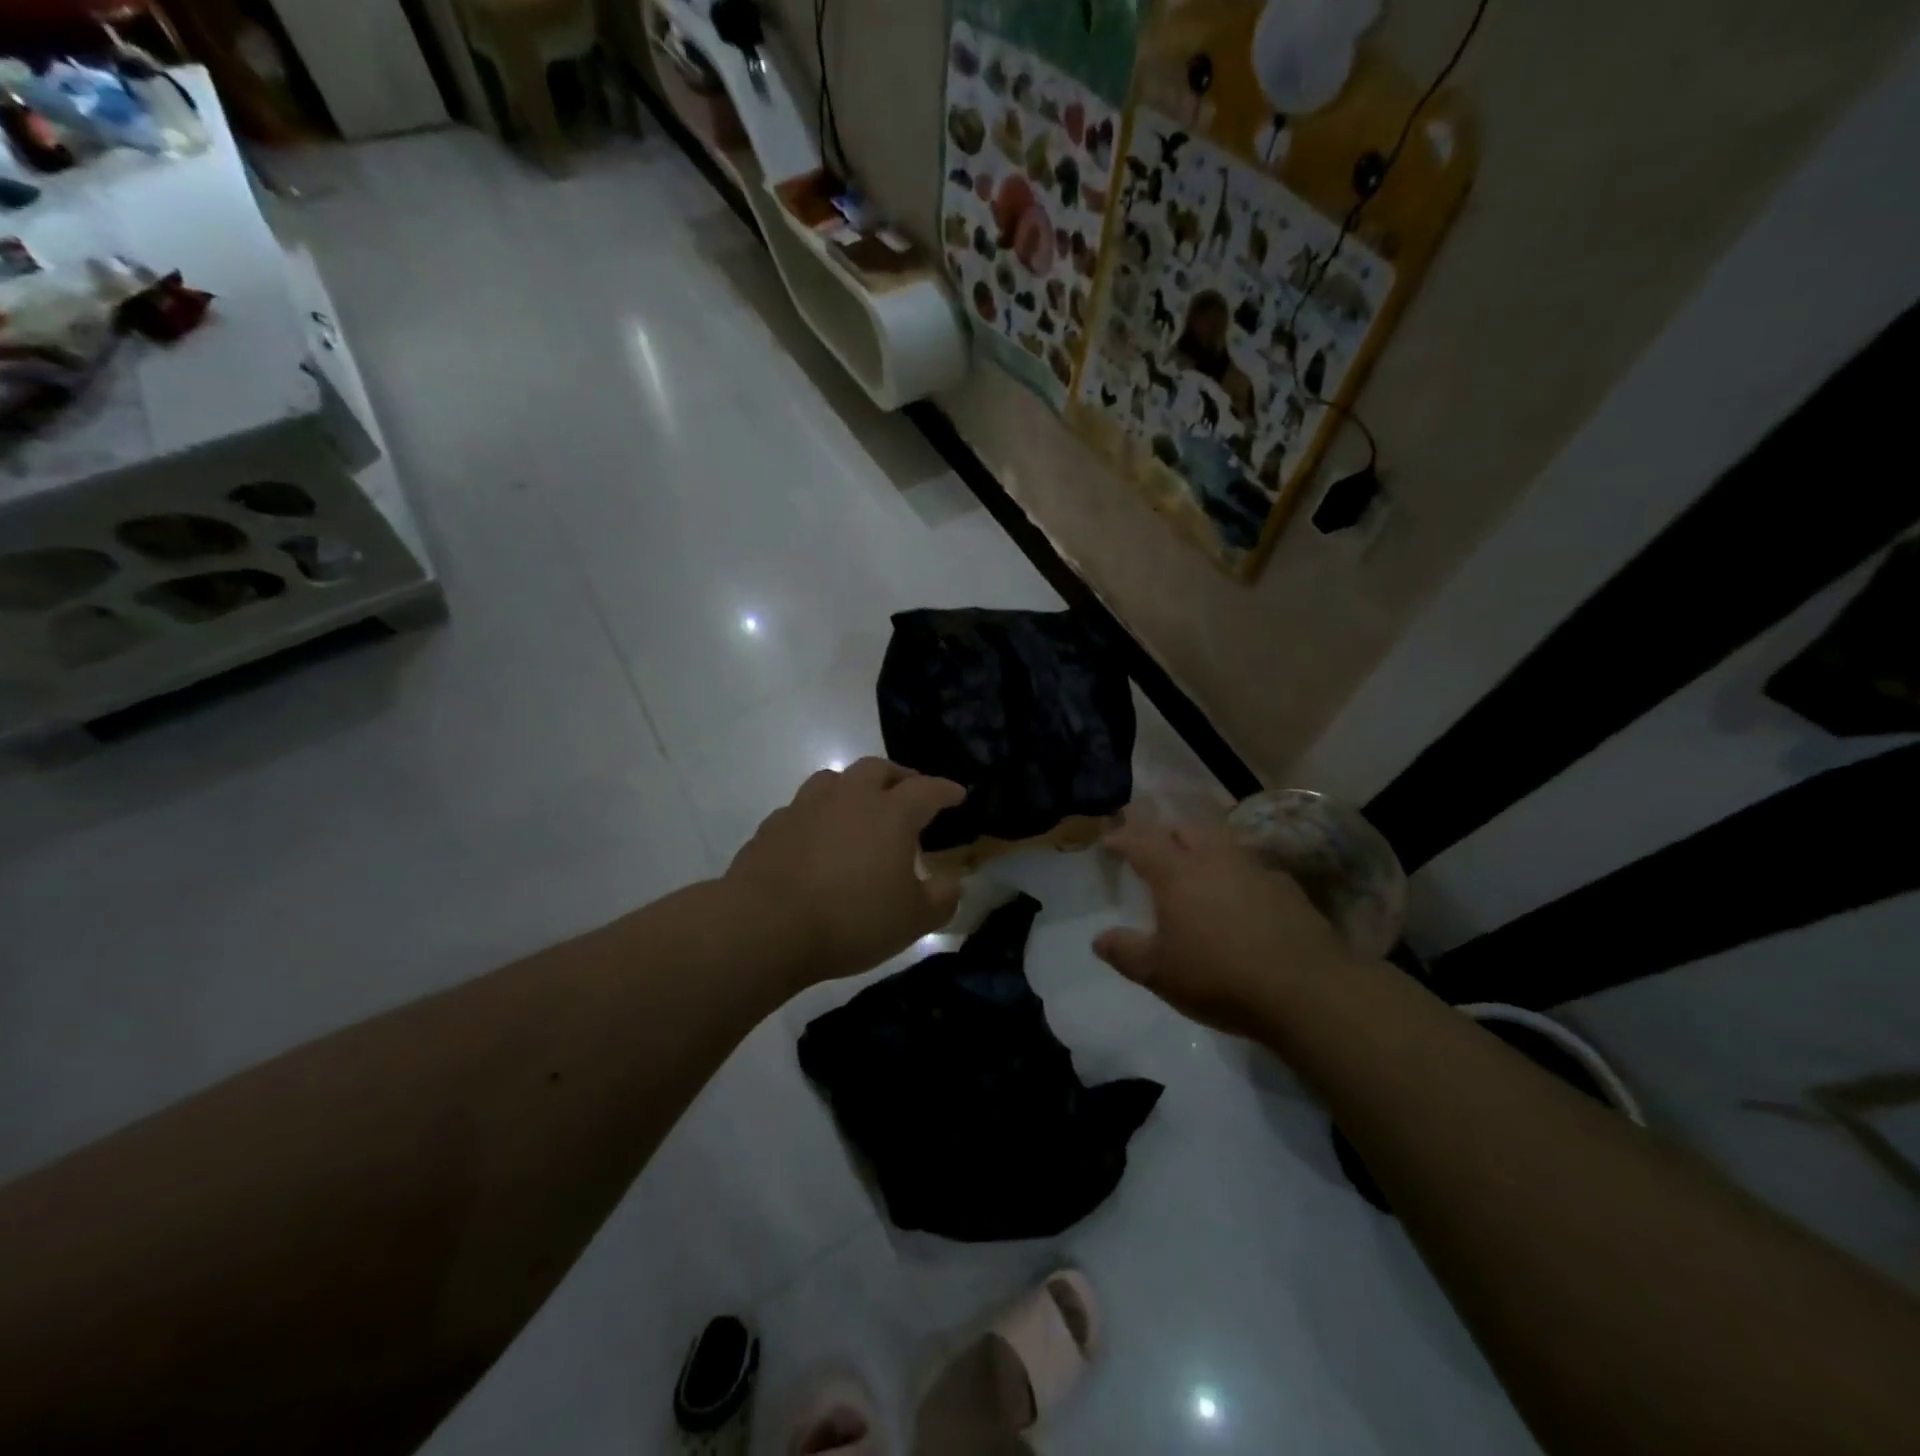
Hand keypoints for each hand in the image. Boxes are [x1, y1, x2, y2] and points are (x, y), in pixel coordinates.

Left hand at [726, 758, 966, 985]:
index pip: (927, 790)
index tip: (958, 794)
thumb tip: (953, 881)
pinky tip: (816, 837)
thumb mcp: (913, 920)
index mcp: (891, 813)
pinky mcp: (773, 826)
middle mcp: (849, 797)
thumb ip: (942, 898)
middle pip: (877, 769)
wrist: (766, 925)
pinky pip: (802, 808)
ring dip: (853, 787)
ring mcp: (806, 807)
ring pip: (834, 779)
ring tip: (860, 807)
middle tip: (909, 792)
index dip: (946, 790)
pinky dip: (817, 815)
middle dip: (899, 777)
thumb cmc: (852, 920)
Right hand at [1094, 819, 1357, 1036]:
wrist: (1307, 990)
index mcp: (1178, 873)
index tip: (1109, 841)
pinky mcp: (1287, 889)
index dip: (1122, 839)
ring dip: (1203, 849)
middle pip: (1186, 830)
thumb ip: (1125, 952)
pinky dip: (1235, 874)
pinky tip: (1239, 897)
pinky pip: (1251, 868)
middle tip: (1154, 852)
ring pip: (1222, 843)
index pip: (1142, 842)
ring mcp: (1256, 870)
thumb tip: (1099, 939)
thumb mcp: (1159, 972)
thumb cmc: (1219, 976)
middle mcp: (1215, 859)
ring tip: (1196, 869)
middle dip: (1165, 835)